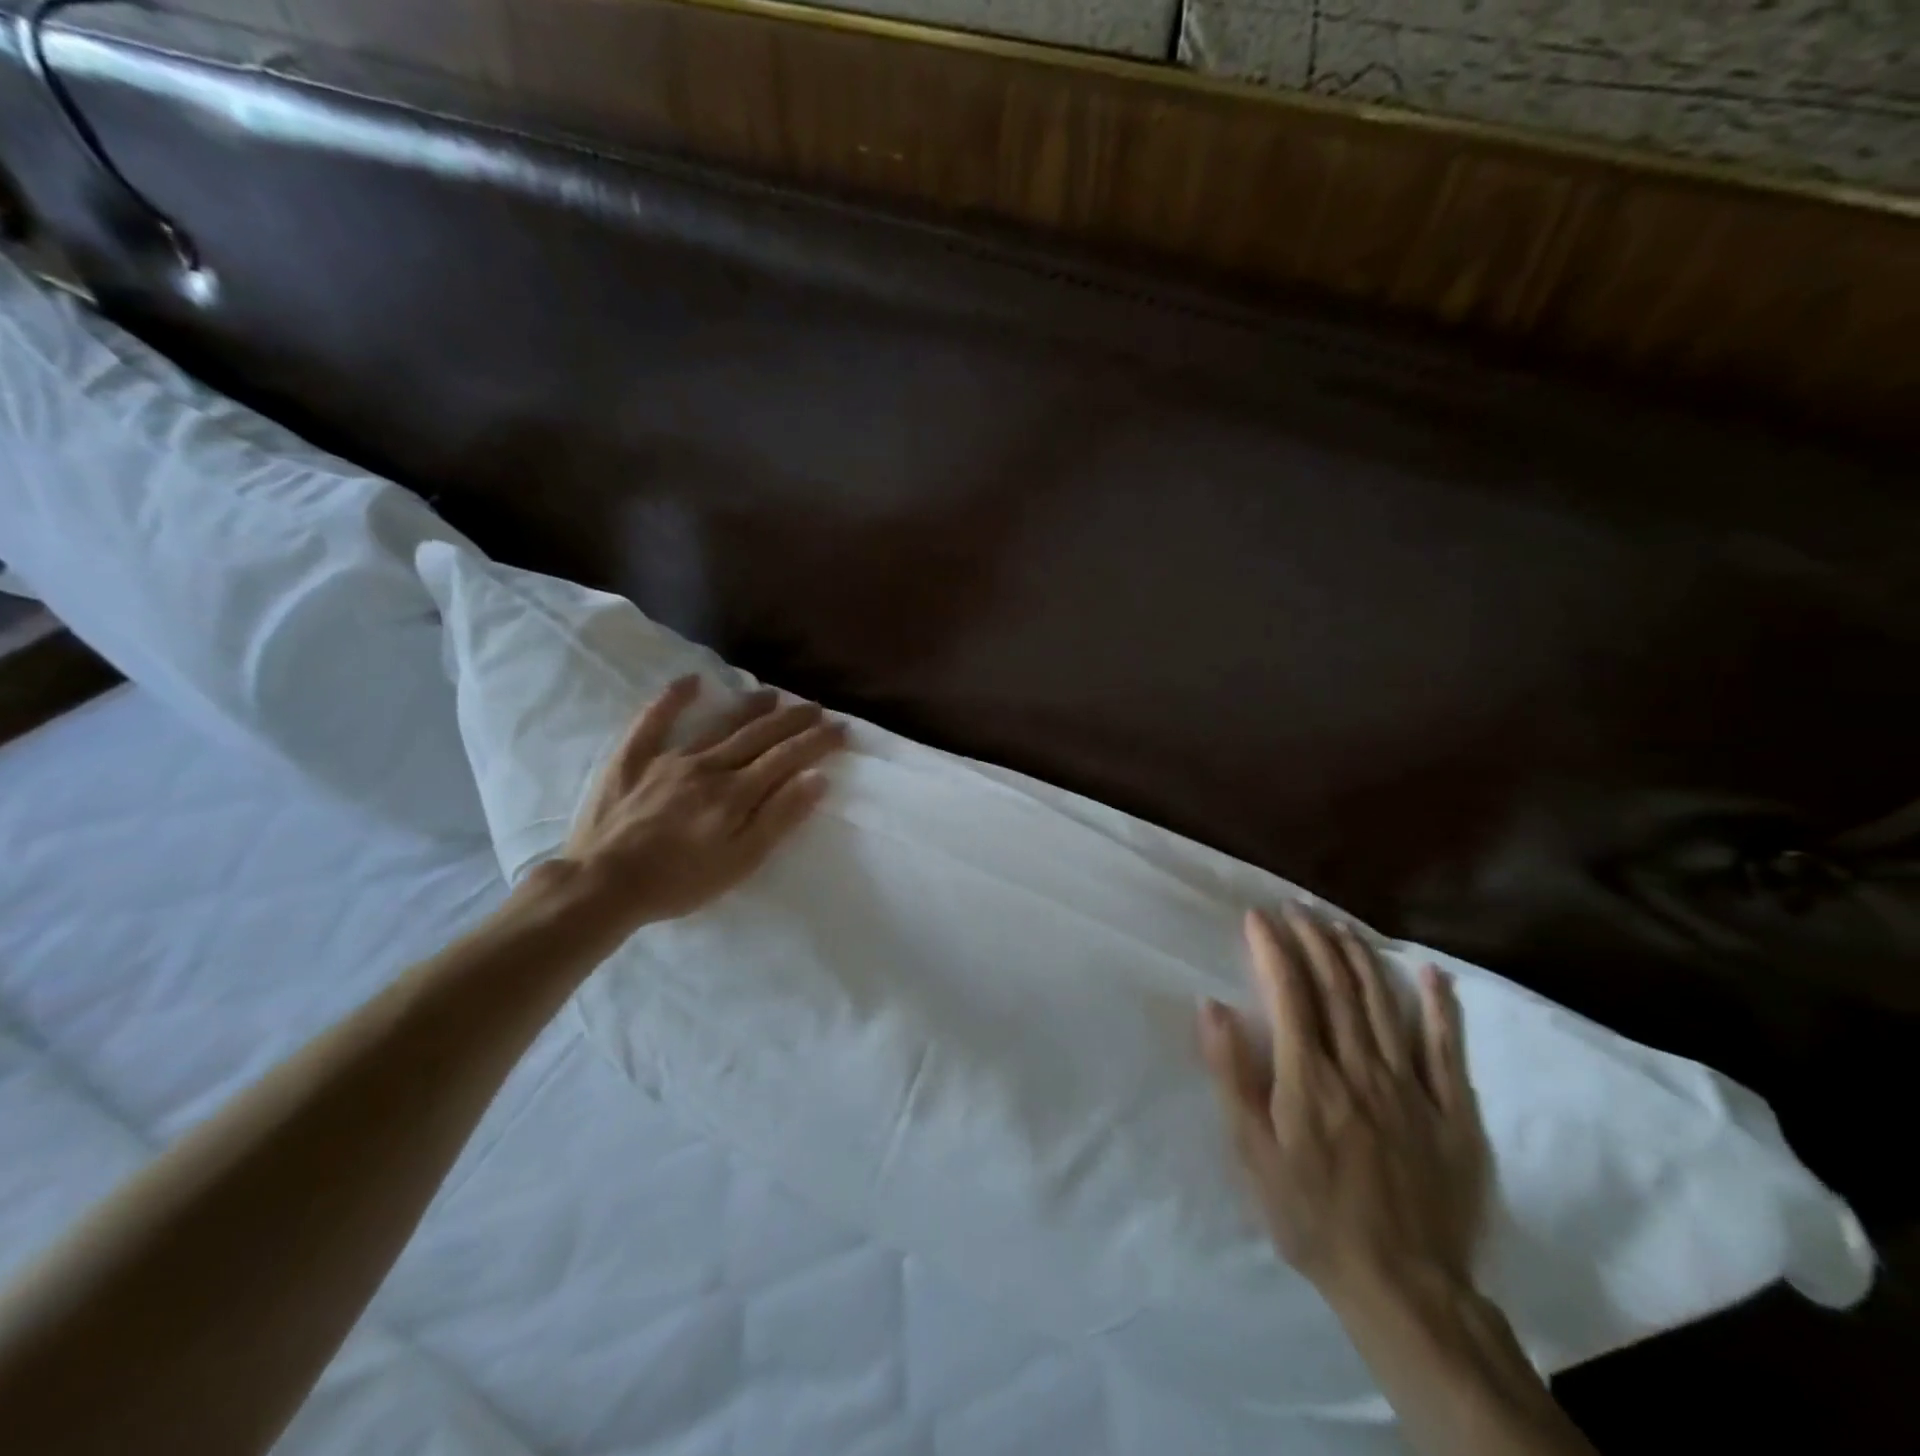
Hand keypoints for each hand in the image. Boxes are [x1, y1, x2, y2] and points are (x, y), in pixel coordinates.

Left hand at [557, 676, 846, 933]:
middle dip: (792, 720)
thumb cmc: (679, 882)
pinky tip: (691, 681)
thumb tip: (817, 778)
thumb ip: (780, 817)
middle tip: (815, 708)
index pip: (787, 757)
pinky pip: (654, 720)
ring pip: (718, 724)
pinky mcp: (633, 758)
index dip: (817, 741)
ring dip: (749, 707)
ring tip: (772, 695)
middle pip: (758, 735)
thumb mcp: (741, 861)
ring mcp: (669, 758)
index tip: (841, 728)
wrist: (602, 885)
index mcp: (736, 792)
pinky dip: (673, 699)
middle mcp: (708, 765)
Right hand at [1198, 908, 1488, 1304]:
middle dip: (1313, 940)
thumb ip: (1231, 1075)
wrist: (1403, 1288)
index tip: (1258, 917)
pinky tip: (1429, 973)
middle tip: (1296, 908)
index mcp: (1309, 1078)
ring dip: (1359, 957)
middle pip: (1336, 987)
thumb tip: (1212, 1006)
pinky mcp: (1452, 1112)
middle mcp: (1360, 1068)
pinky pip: (1447, 1048)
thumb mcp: (1252, 1153)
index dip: (1273, 949)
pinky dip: (1439, 1006)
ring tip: (1339, 924)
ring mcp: (1411, 1088)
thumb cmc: (1311, 1217)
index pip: (1289, 994)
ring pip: (1382, 1004)